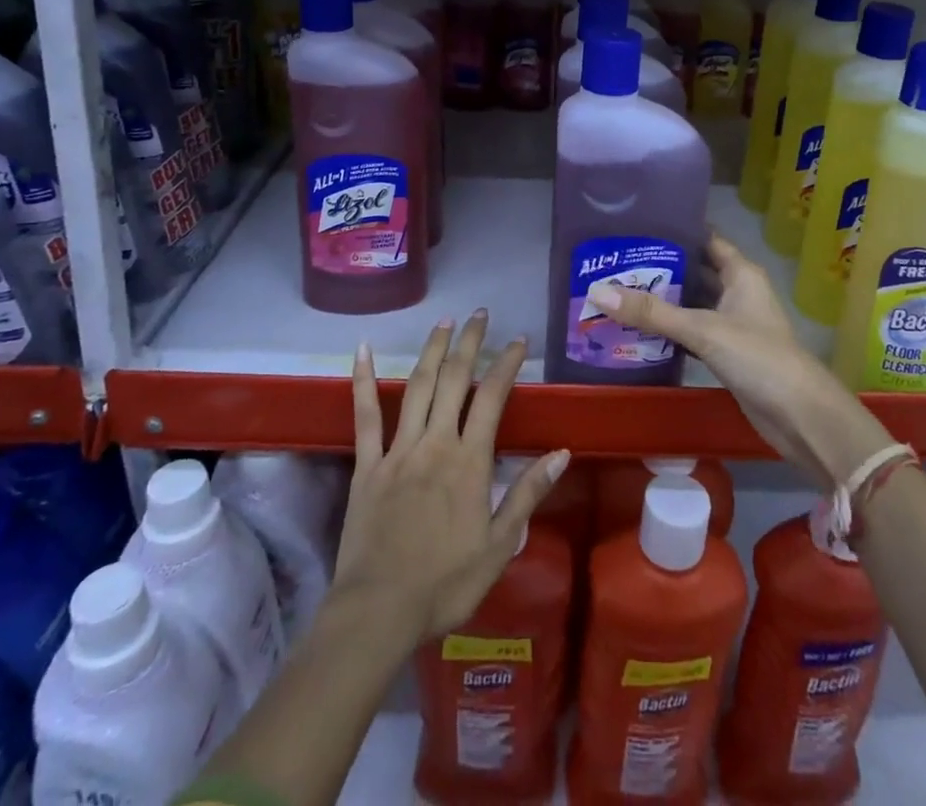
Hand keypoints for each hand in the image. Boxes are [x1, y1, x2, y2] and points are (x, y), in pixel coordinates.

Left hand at [332, 310, 568, 645]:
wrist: (379, 612)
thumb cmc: (445, 583)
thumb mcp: (500, 546)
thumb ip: (528, 493)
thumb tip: (562, 452)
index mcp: (469, 461)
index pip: (492, 397)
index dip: (506, 364)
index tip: (517, 340)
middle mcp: (435, 442)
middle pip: (454, 379)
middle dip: (469, 342)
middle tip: (479, 314)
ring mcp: (398, 449)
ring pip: (416, 386)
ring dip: (431, 349)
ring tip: (444, 321)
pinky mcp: (367, 464)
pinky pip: (364, 415)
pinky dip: (363, 379)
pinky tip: (363, 349)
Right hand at [589, 233, 892, 488]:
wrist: (800, 418)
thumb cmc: (758, 358)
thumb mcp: (702, 330)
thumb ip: (652, 312)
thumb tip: (598, 291)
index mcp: (740, 273)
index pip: (706, 239)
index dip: (677, 230)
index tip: (637, 224)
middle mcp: (737, 293)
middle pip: (694, 271)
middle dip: (660, 268)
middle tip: (615, 260)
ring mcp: (733, 324)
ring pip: (692, 304)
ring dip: (662, 301)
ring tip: (617, 290)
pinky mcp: (727, 354)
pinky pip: (692, 333)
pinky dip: (669, 331)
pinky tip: (638, 330)